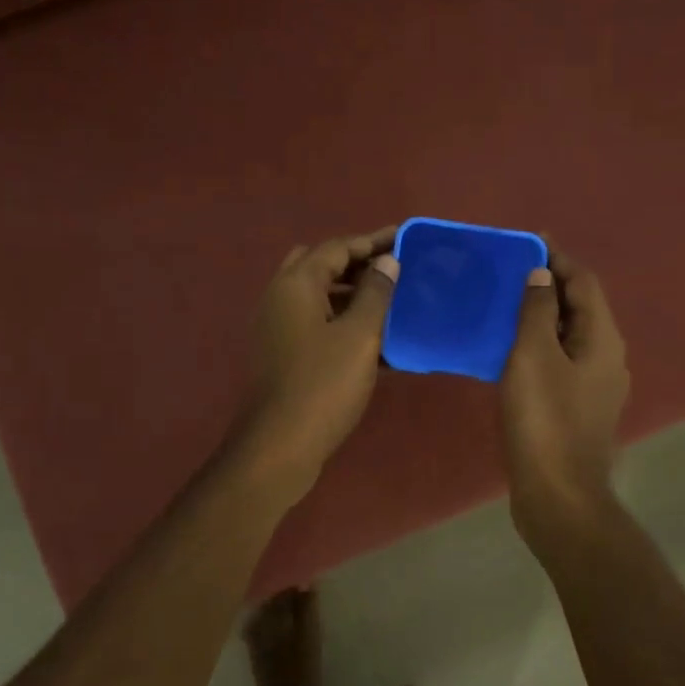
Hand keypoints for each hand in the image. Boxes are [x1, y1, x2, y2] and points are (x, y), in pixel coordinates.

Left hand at [234, 227, 398, 499]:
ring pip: (319, 298)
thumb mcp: (358, 336)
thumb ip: (375, 293)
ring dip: (353, 296)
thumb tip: (387, 261)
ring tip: (393, 302)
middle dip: (358, 264)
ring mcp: (278, 329)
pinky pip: (318, 327)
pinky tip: (377, 341)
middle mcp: (280, 299)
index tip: (406, 239)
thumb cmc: (323, 385)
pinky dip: (344, 324)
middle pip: (322, 267)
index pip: (337, 247)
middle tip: (394, 269)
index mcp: (296, 285)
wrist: (280, 446)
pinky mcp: (284, 356)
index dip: (373, 241)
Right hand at [500, 248, 629, 543]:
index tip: (526, 241)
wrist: (558, 494)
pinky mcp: (579, 408)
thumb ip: (538, 311)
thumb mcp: (534, 356)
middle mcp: (608, 356)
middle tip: (508, 273)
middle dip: (548, 285)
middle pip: (580, 307)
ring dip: (542, 316)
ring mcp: (596, 385)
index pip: (584, 281)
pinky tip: (509, 351)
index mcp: (603, 338)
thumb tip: (541, 276)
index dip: (557, 258)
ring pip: (570, 336)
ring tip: (504, 305)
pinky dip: (539, 347)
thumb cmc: (544, 420)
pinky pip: (560, 362)